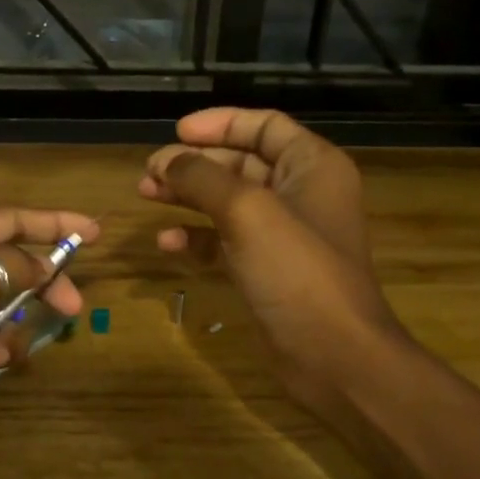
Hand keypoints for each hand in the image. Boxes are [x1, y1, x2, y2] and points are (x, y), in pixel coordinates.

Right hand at [139, 108, 401, 414]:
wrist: (332, 355)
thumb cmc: (297, 271)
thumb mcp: (247, 212)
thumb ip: (202, 178)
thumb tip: (166, 160)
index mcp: (312, 166)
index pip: (265, 126)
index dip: (220, 123)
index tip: (176, 132)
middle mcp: (301, 193)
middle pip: (241, 163)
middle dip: (194, 164)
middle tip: (149, 172)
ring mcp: (283, 235)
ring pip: (228, 202)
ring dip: (188, 197)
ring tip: (147, 195)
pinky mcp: (267, 270)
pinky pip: (226, 241)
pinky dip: (197, 238)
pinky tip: (168, 244)